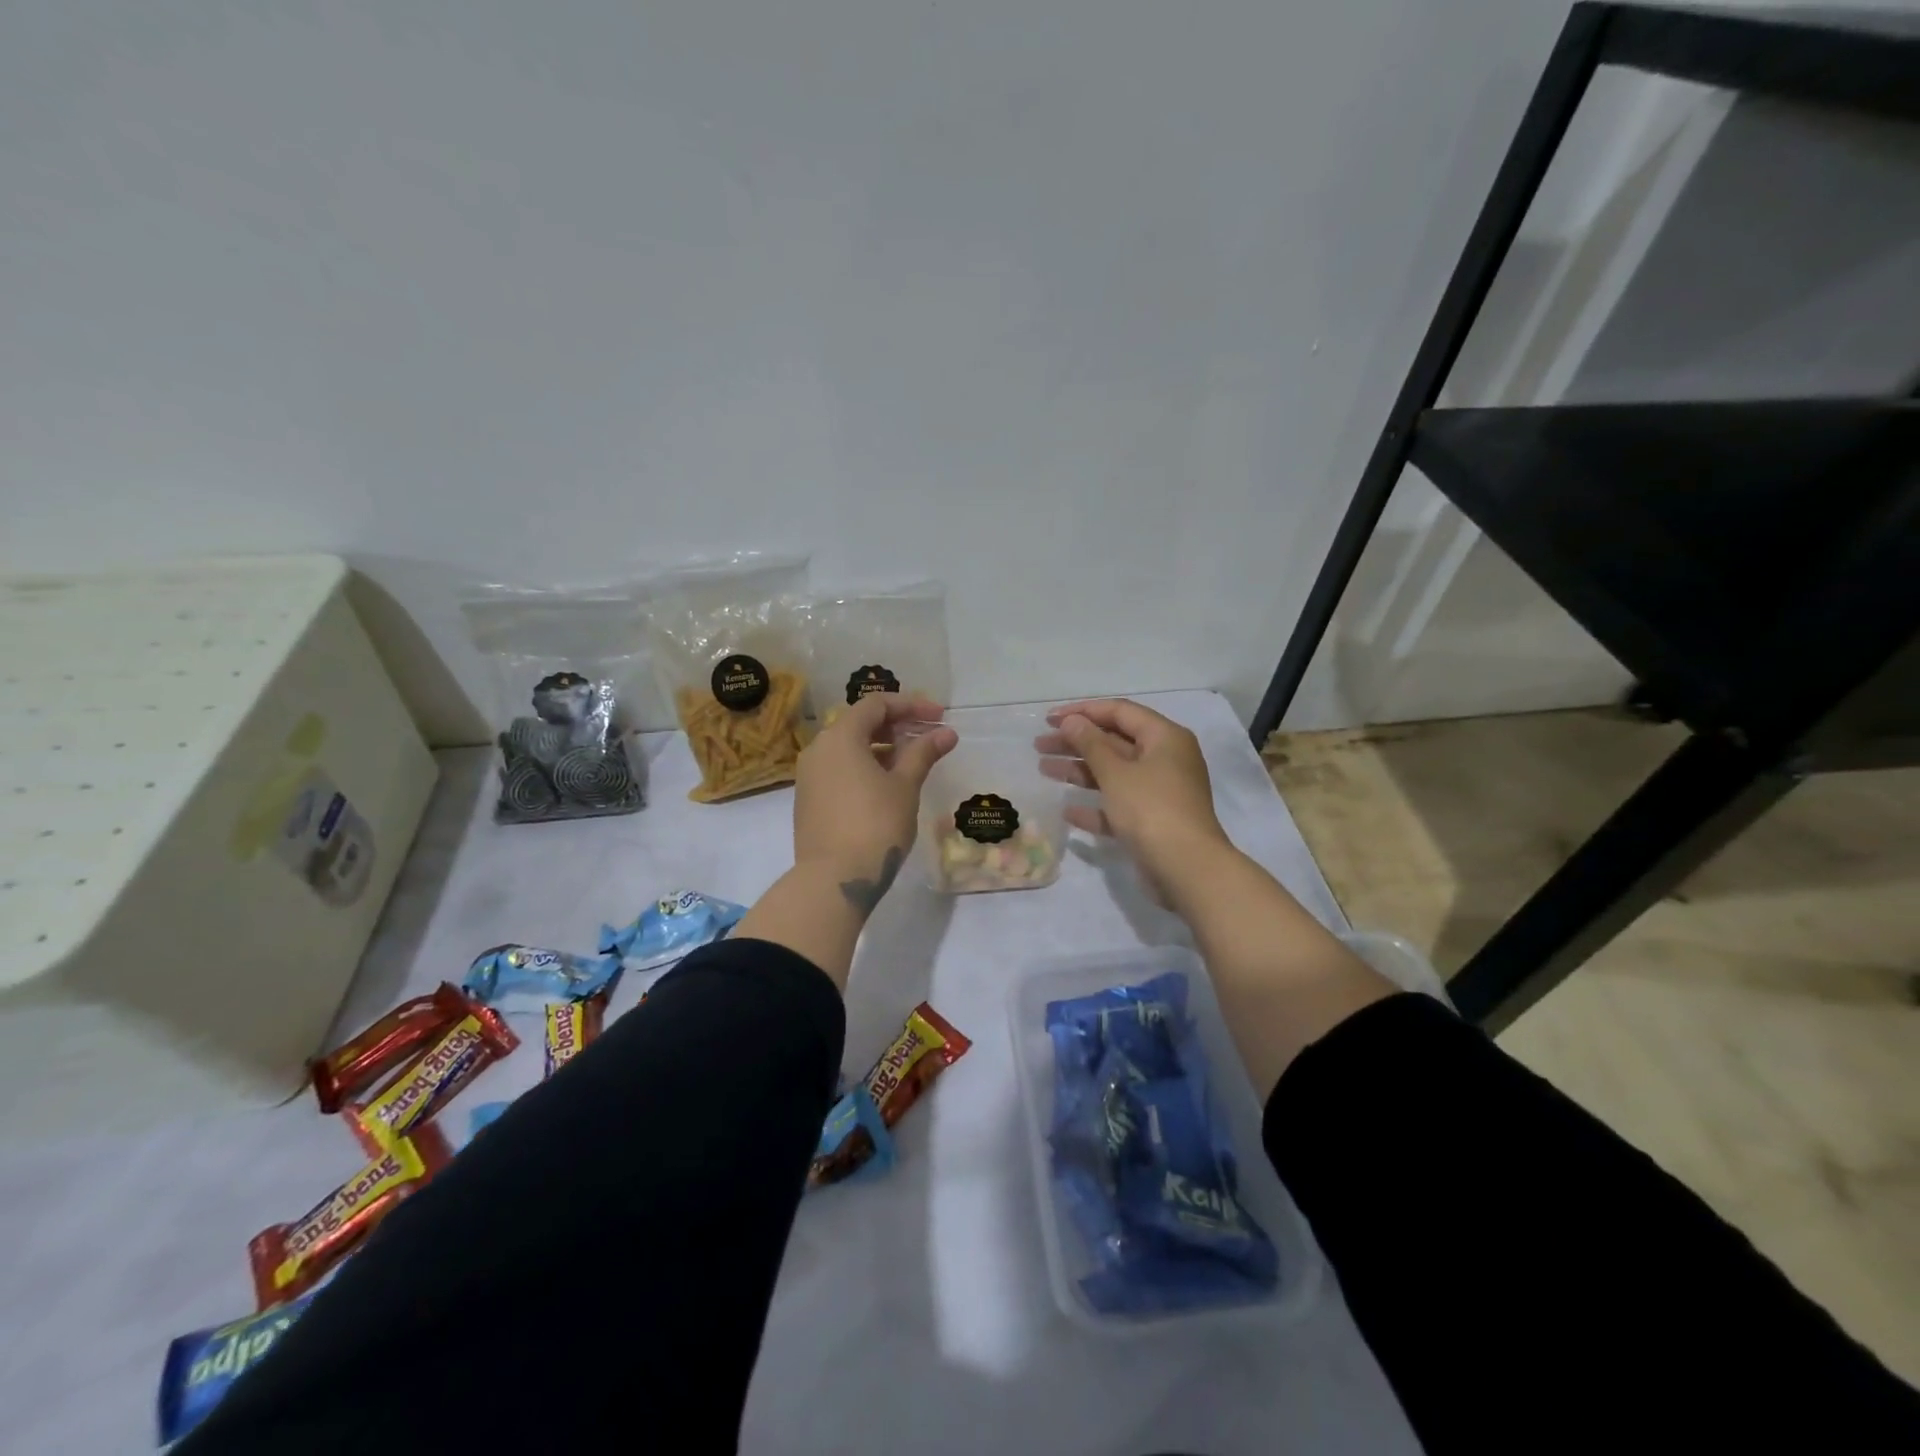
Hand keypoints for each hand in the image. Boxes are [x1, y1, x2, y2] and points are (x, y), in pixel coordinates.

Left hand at [793, 693, 955, 912]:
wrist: (834, 879)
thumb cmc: (875, 825)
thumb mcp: (905, 786)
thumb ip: (923, 753)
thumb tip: (945, 733)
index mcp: (840, 737)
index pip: (876, 705)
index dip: (911, 706)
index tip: (939, 717)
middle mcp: (818, 749)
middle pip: (859, 724)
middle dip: (896, 726)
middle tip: (928, 737)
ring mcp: (809, 776)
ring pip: (848, 749)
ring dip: (881, 748)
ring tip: (912, 763)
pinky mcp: (808, 800)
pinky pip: (839, 770)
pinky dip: (864, 767)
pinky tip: (887, 786)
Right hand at [1039, 699, 1230, 898]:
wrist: (1187, 869)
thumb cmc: (1151, 809)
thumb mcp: (1116, 772)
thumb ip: (1091, 744)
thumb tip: (1072, 721)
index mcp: (1164, 738)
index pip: (1120, 712)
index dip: (1083, 711)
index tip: (1049, 720)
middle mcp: (1165, 760)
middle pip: (1114, 742)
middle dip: (1076, 742)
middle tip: (1039, 745)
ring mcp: (1159, 793)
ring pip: (1113, 774)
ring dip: (1079, 771)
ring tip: (1043, 769)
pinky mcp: (1152, 822)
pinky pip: (1118, 806)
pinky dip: (1095, 806)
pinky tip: (1067, 811)